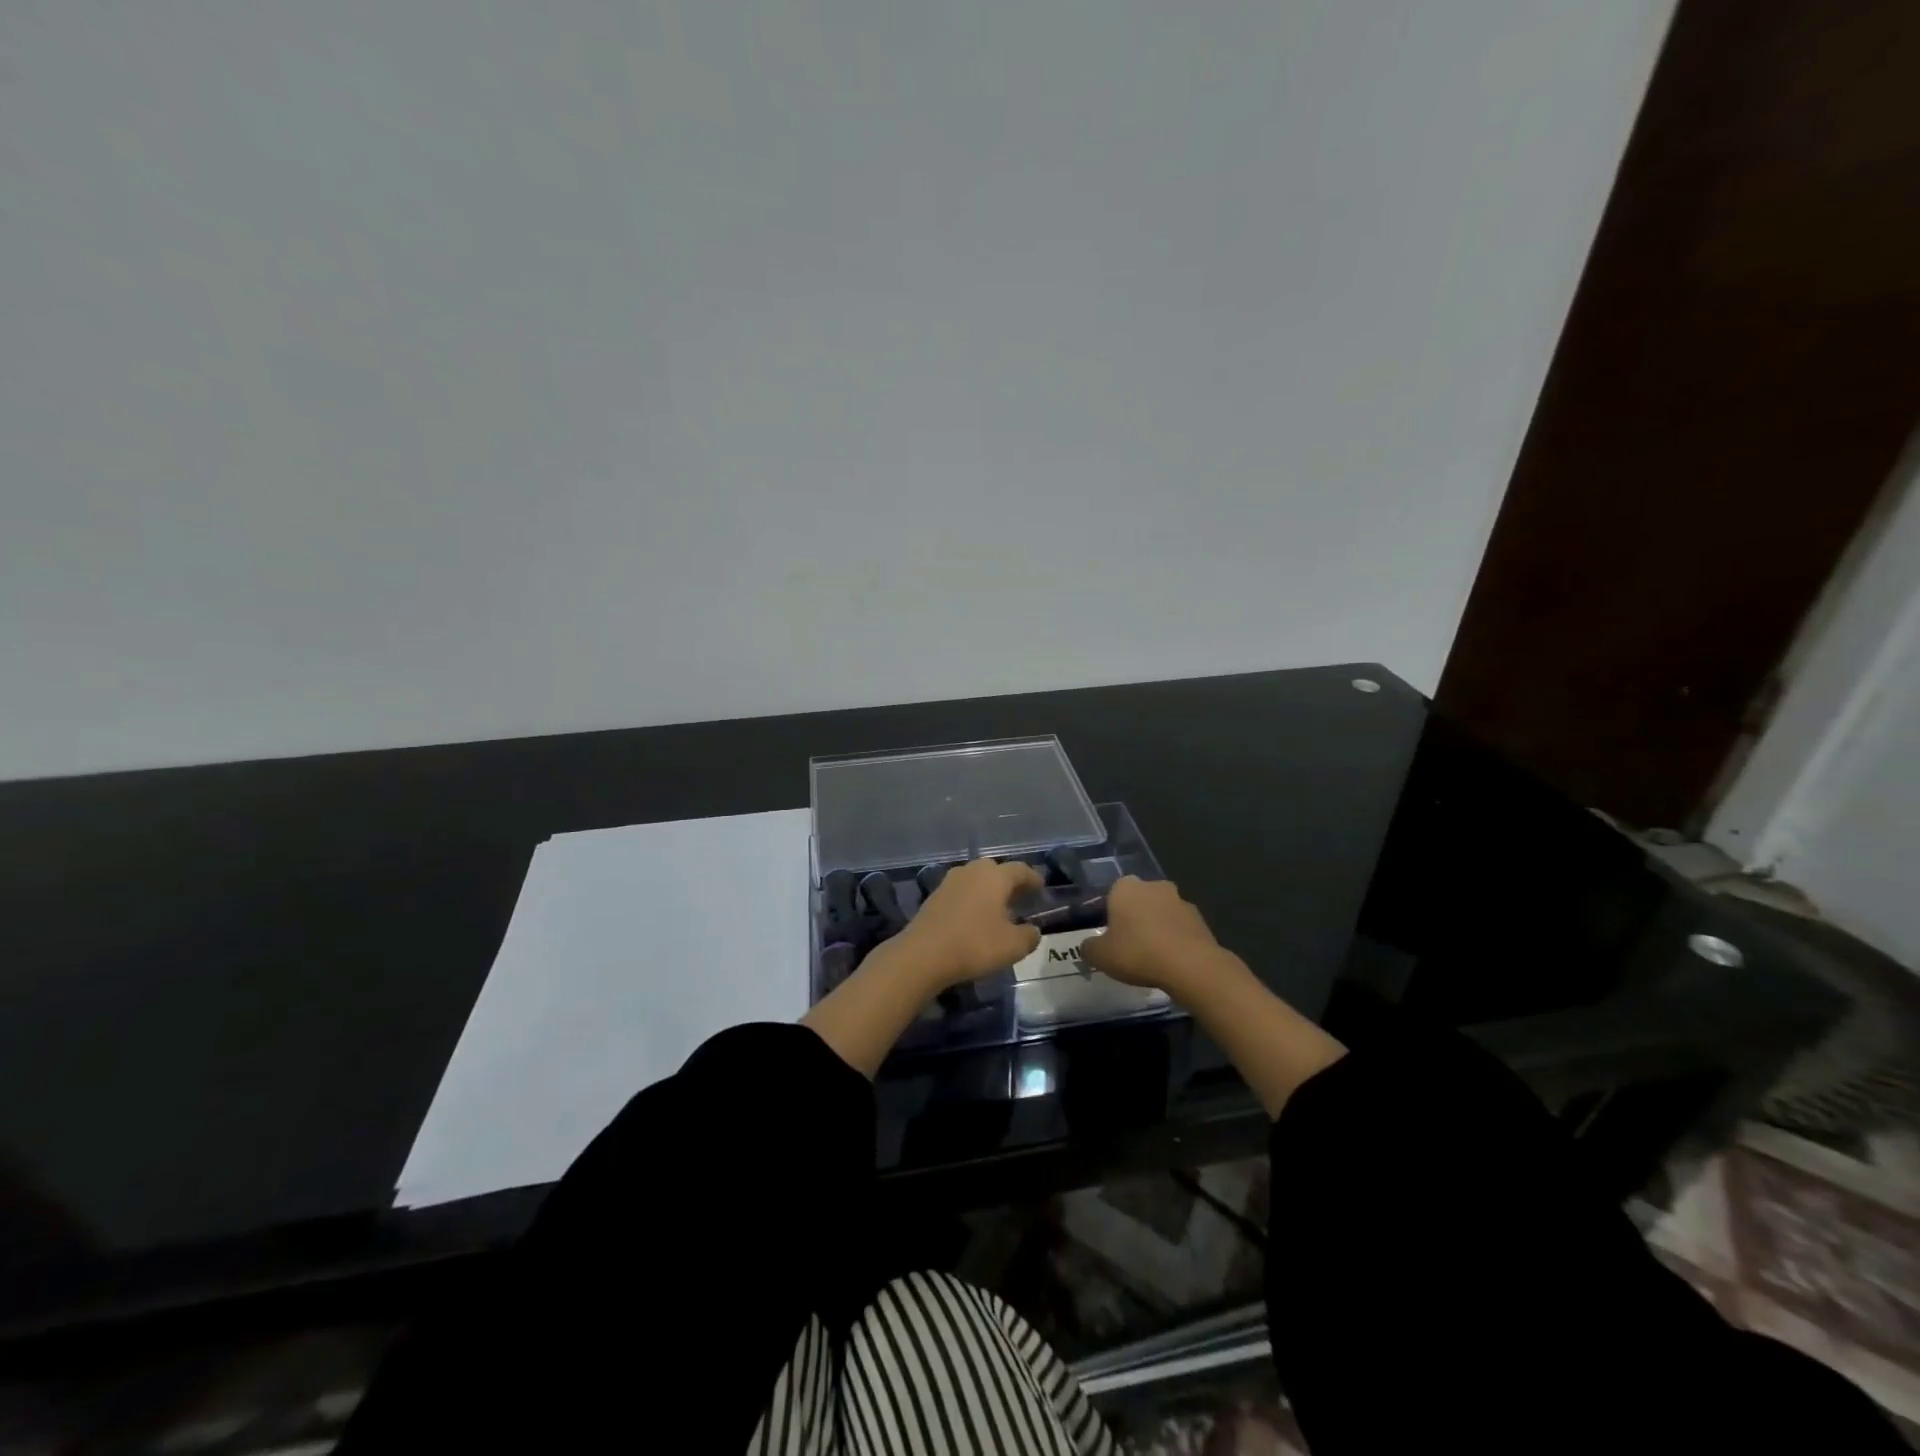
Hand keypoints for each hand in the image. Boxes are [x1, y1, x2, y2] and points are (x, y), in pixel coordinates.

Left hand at [890, 857, 1042, 990]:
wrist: (923, 954)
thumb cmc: (974, 944)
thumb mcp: (1012, 946)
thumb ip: (1029, 936)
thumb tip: (1033, 930)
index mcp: (995, 876)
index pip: (1020, 870)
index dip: (1033, 878)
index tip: (1041, 887)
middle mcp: (972, 871)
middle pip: (996, 870)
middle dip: (1010, 882)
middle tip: (1021, 897)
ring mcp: (950, 882)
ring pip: (976, 880)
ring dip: (989, 891)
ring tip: (999, 908)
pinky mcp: (934, 896)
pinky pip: (962, 892)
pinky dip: (973, 900)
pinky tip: (975, 917)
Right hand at [1080, 876, 1222, 992]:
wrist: (1190, 965)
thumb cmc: (1138, 953)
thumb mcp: (1100, 955)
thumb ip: (1089, 947)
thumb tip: (1088, 946)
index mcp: (1125, 887)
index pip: (1112, 895)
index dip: (1110, 916)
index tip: (1110, 937)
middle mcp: (1153, 885)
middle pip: (1138, 901)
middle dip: (1134, 918)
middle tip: (1129, 946)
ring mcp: (1180, 900)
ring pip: (1161, 913)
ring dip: (1156, 928)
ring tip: (1152, 957)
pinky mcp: (1200, 918)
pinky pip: (1180, 927)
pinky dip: (1175, 939)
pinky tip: (1171, 961)